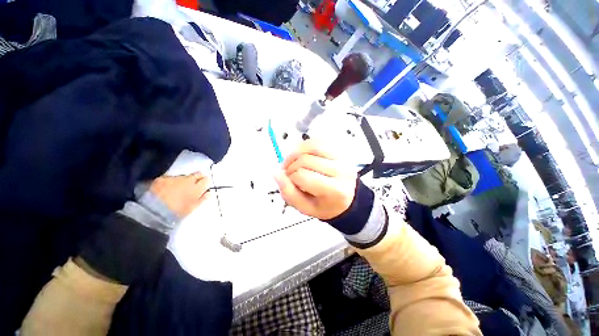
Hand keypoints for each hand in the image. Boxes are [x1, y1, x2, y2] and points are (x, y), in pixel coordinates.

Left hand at [149, 172, 210, 217]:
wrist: (153, 212)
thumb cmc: (176, 213)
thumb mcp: (192, 208)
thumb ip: (202, 199)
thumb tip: (209, 193)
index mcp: (196, 188)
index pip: (206, 180)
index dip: (206, 182)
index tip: (204, 186)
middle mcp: (187, 180)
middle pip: (197, 174)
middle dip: (197, 178)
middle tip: (194, 185)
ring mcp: (174, 178)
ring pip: (183, 176)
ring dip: (183, 180)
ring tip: (177, 189)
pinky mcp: (162, 178)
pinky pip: (170, 177)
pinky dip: (170, 182)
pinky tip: (165, 189)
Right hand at [274, 140, 356, 219]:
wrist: (347, 198)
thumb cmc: (326, 205)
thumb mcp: (306, 208)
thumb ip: (289, 193)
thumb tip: (276, 172)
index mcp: (334, 189)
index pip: (302, 175)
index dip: (290, 178)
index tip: (289, 182)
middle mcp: (341, 170)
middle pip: (305, 159)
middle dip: (290, 165)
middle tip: (289, 173)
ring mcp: (342, 157)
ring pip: (311, 145)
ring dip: (296, 152)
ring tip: (293, 161)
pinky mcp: (339, 150)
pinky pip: (318, 140)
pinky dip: (305, 145)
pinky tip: (302, 155)